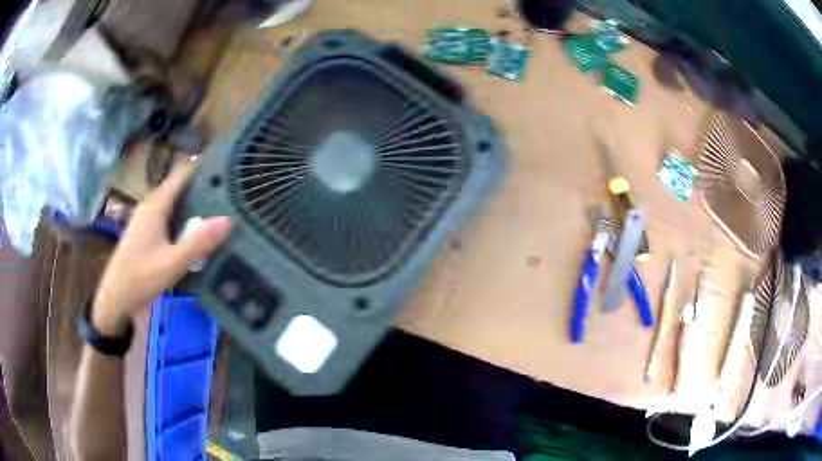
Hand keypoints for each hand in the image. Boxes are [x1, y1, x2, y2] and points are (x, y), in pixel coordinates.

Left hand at [92, 160, 231, 335]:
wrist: (115, 299)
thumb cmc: (140, 278)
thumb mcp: (172, 264)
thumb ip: (198, 243)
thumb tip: (228, 220)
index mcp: (155, 206)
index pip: (181, 174)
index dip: (201, 166)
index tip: (224, 165)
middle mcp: (150, 207)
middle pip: (178, 187)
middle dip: (200, 186)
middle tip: (229, 190)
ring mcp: (145, 220)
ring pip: (173, 203)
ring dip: (192, 203)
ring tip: (218, 208)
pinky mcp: (144, 233)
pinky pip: (168, 217)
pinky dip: (183, 218)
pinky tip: (195, 230)